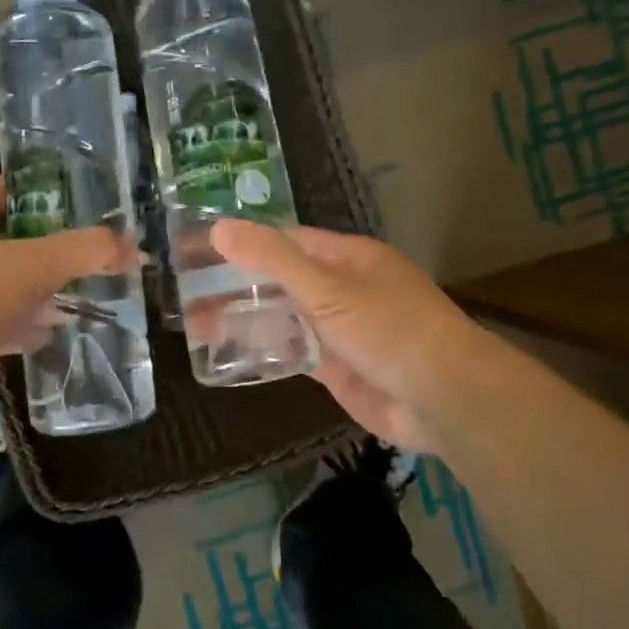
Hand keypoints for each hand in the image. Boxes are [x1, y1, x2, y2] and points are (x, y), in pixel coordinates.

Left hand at [0, 176, 134, 421]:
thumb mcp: (30, 266)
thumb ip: (84, 252)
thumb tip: (132, 247)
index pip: (9, 189)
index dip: (49, 194)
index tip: (89, 209)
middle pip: (12, 239)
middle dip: (53, 250)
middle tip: (93, 259)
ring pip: (4, 284)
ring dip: (39, 292)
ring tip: (82, 297)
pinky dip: (19, 326)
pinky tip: (48, 334)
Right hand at [210, 221, 486, 450]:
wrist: (442, 399)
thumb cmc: (389, 329)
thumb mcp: (328, 287)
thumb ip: (273, 259)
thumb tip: (219, 228)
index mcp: (347, 258)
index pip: (286, 241)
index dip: (244, 243)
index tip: (199, 250)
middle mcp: (342, 289)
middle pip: (281, 280)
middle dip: (238, 285)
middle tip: (186, 294)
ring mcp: (339, 330)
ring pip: (283, 318)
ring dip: (246, 319)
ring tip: (195, 324)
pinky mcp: (336, 368)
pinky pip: (293, 353)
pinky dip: (264, 351)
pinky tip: (228, 354)